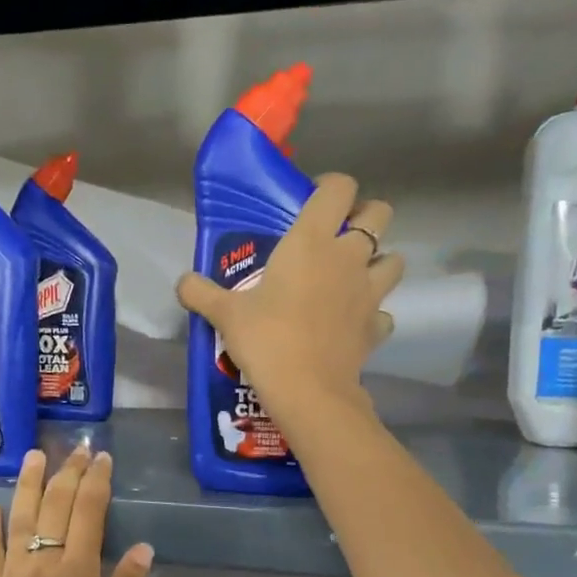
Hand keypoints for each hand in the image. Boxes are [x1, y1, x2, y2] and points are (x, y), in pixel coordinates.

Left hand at [0, 447, 153, 576]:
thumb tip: (142, 548)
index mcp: (76, 574)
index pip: (89, 513)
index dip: (97, 482)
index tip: (103, 458)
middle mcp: (41, 563)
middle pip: (55, 506)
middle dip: (68, 473)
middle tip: (77, 449)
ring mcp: (10, 574)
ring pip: (19, 517)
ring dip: (29, 484)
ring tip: (35, 456)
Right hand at [176, 173, 402, 422]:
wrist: (306, 389)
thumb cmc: (266, 339)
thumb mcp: (224, 314)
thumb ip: (201, 292)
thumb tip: (183, 282)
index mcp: (312, 240)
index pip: (339, 187)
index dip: (330, 187)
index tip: (312, 202)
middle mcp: (348, 257)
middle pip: (380, 212)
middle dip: (365, 218)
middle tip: (338, 237)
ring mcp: (369, 291)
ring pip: (394, 259)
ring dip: (378, 262)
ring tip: (353, 278)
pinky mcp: (377, 325)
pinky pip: (384, 312)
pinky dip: (374, 314)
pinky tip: (353, 323)